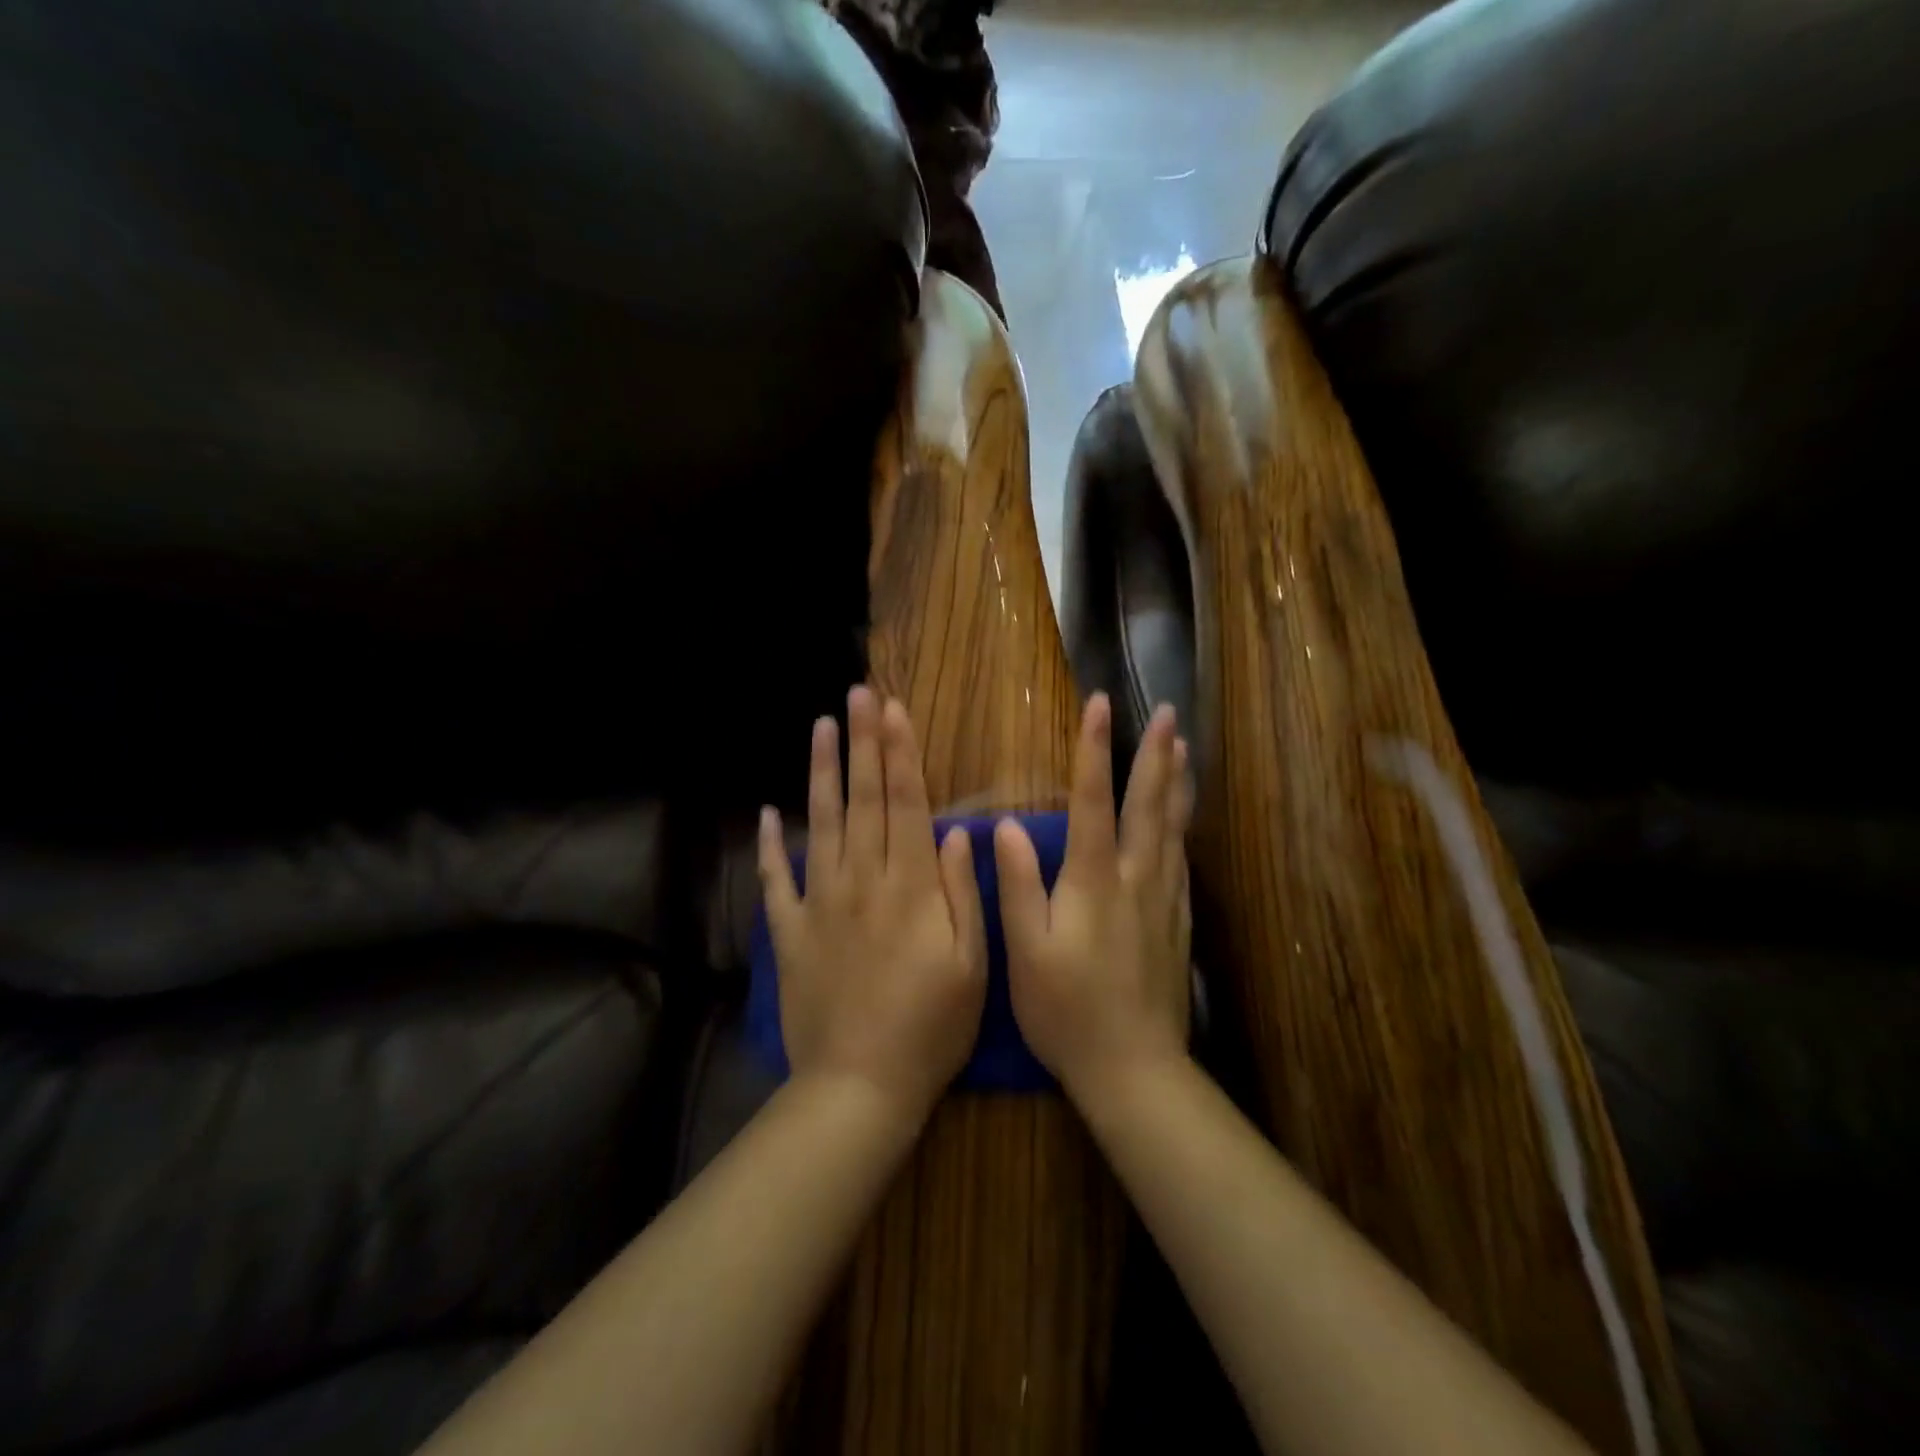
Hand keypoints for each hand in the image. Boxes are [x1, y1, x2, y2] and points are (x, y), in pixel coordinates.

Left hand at [758, 686, 988, 1125]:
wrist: (860, 1086)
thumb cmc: (931, 1028)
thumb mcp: (972, 964)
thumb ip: (963, 892)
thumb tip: (956, 830)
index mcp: (911, 886)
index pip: (906, 803)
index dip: (900, 752)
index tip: (893, 710)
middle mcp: (863, 880)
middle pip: (863, 798)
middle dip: (862, 742)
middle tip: (857, 694)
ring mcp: (821, 902)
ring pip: (821, 823)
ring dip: (821, 772)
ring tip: (820, 727)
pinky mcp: (791, 931)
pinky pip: (777, 879)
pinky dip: (770, 845)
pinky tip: (767, 814)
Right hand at [994, 694, 1191, 1105]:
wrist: (1133, 1069)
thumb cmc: (1066, 1010)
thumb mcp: (1024, 951)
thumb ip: (1017, 885)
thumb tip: (1005, 825)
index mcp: (1093, 881)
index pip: (1092, 801)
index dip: (1094, 750)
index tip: (1099, 705)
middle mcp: (1135, 879)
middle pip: (1149, 805)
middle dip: (1156, 754)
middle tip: (1169, 712)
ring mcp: (1163, 901)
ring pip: (1174, 828)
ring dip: (1177, 783)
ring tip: (1184, 748)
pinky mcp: (1177, 923)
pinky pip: (1183, 861)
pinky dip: (1184, 827)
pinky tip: (1184, 820)